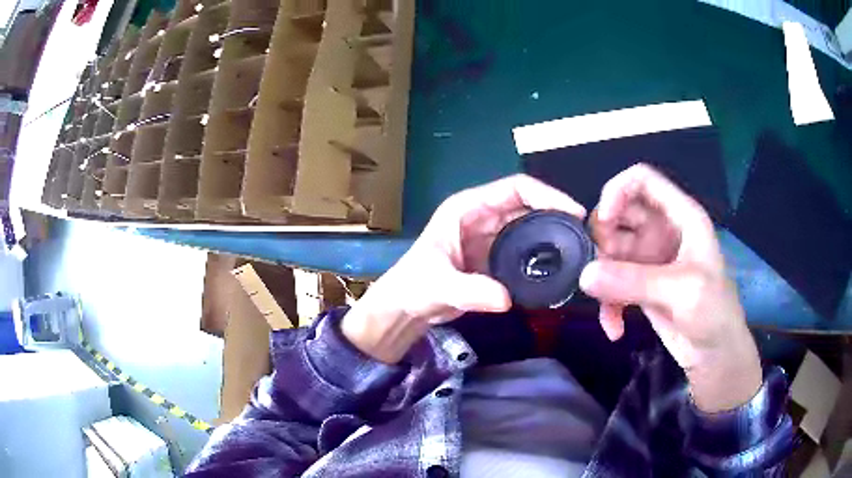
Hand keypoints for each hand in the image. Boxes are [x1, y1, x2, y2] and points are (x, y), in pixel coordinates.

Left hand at [341, 175, 585, 363]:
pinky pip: (526, 249)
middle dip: (557, 214)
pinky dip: (543, 254)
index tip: (573, 212)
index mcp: (468, 207)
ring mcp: (491, 236)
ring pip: (530, 226)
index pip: (515, 188)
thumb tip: (506, 299)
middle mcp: (483, 216)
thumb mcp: (439, 286)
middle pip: (529, 205)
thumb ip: (471, 291)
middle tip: (584, 234)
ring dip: (553, 234)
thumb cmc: (414, 287)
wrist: (407, 308)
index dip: (547, 194)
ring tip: (579, 248)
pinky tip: (560, 266)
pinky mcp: (496, 257)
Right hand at [579, 164, 761, 411]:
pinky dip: (608, 304)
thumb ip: (634, 281)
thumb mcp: (681, 291)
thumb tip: (584, 275)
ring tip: (608, 305)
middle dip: (604, 240)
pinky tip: (615, 328)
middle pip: (619, 214)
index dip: (617, 190)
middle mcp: (662, 231)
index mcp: (681, 216)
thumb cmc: (713, 313)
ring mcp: (650, 259)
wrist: (715, 354)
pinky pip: (612, 283)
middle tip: (599, 269)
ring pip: (610, 251)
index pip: (642, 180)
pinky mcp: (641, 285)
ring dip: (602, 277)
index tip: (603, 223)